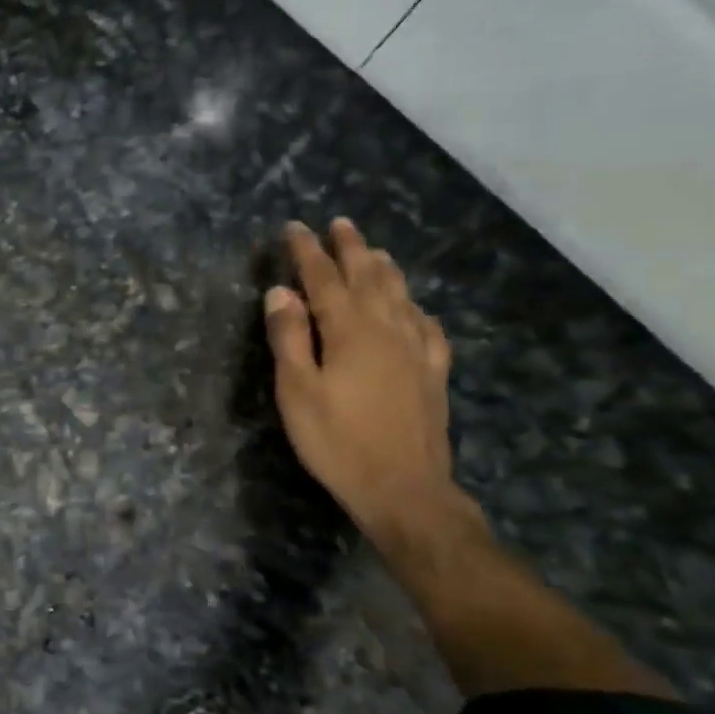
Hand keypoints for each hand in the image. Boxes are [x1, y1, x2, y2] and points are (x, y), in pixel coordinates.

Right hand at [264, 219, 455, 536]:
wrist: (403, 489)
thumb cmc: (337, 441)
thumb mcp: (297, 391)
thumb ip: (289, 337)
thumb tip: (280, 292)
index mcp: (349, 330)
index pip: (324, 279)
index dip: (308, 252)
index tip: (295, 228)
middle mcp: (387, 329)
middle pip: (369, 277)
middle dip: (351, 248)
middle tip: (340, 224)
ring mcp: (416, 351)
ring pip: (401, 295)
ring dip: (385, 268)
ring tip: (375, 251)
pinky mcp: (434, 374)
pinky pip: (428, 327)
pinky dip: (417, 308)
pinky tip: (415, 308)